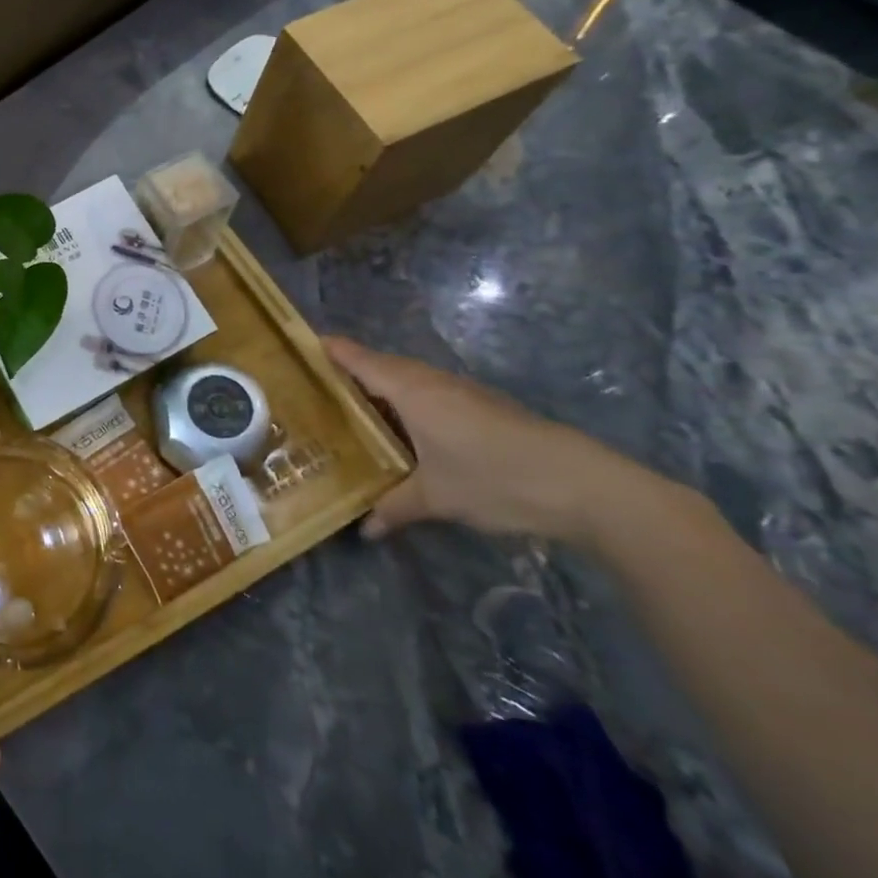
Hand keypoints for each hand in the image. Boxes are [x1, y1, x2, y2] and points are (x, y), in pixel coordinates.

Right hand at [326, 338, 670, 548]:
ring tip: (348, 413)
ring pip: (405, 381)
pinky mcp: (480, 408)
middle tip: (310, 391)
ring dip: (377, 391)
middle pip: (378, 366)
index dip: (326, 349)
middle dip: (346, 374)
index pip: (356, 357)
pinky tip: (399, 433)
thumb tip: (363, 529)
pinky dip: (404, 405)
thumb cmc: (495, 478)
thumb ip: (394, 507)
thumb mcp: (436, 497)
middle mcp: (430, 381)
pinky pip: (427, 395)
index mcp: (409, 388)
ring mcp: (459, 392)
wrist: (583, 485)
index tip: (293, 349)